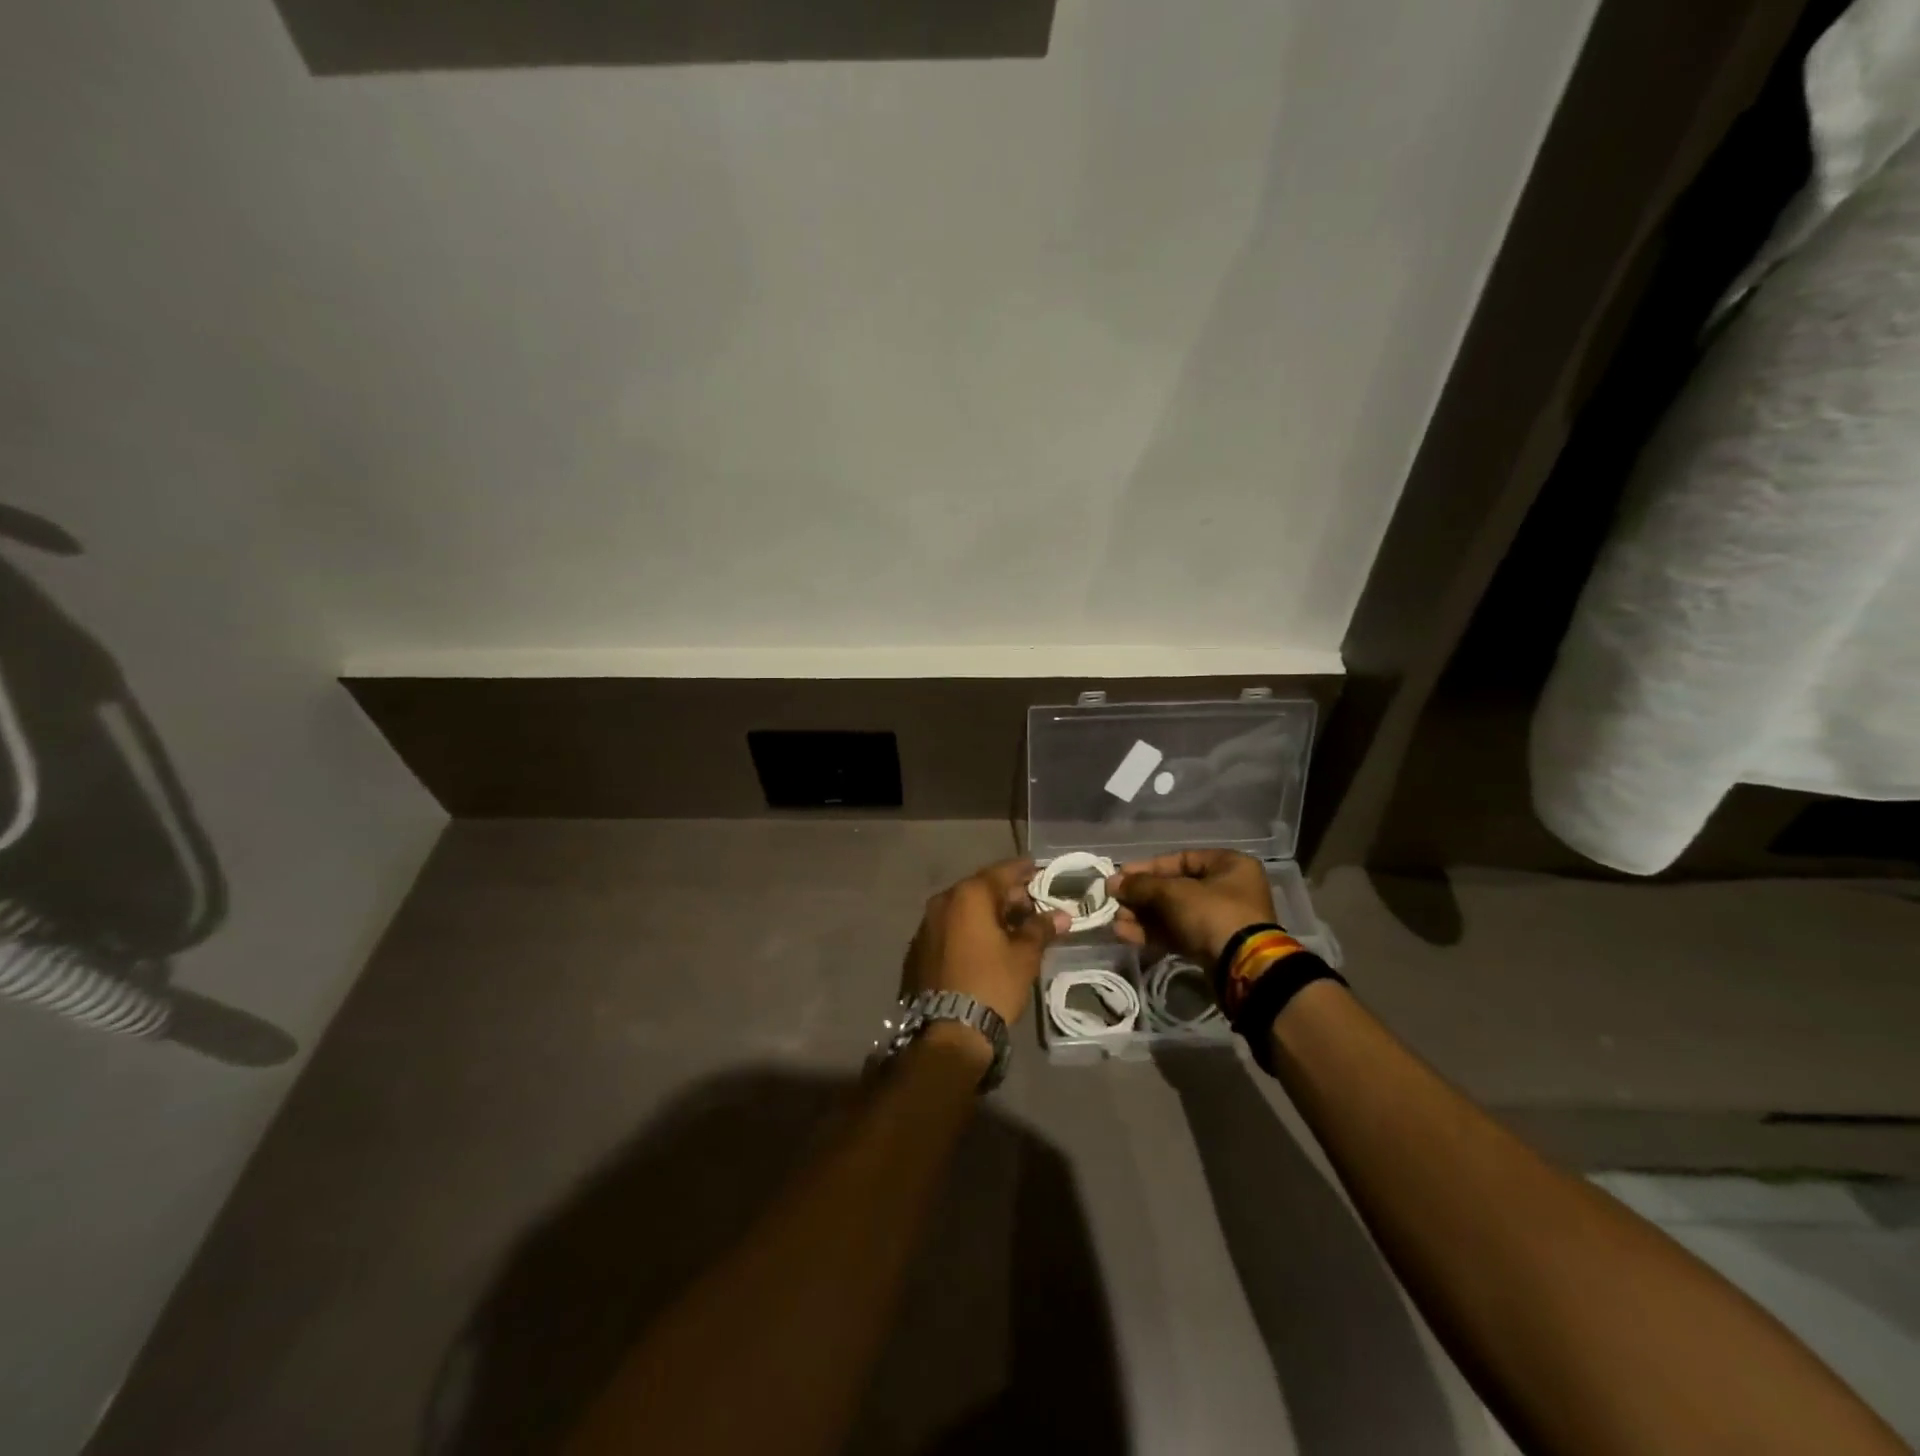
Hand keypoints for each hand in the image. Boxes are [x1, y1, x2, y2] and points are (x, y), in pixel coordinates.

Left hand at [903, 859, 1068, 1026]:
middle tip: (1032, 905)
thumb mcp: (1024, 956)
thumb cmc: (992, 984)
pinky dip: (969, 930)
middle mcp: (943, 901)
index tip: (1038, 869)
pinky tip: (985, 946)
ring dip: (987, 914)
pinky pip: (950, 928)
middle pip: (981, 889)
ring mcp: (926, 925)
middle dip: (1007, 896)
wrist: (947, 1030)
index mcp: (969, 895)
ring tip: (1012, 928)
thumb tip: (1061, 915)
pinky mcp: (918, 949)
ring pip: (963, 909)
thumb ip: (1040, 929)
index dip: (1023, 870)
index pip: (1002, 872)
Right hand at [1107, 849, 1277, 963]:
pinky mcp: (1211, 945)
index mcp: (1228, 865)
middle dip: (1141, 897)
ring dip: (1142, 917)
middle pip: (1173, 888)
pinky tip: (1125, 935)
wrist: (1243, 969)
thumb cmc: (1212, 915)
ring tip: (1115, 922)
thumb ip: (1141, 885)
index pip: (1180, 859)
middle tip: (1114, 902)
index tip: (1120, 877)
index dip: (1146, 868)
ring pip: (1173, 913)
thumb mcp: (1172, 893)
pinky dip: (1153, 933)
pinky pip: (1177, 933)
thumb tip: (1112, 883)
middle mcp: (1227, 888)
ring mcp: (1220, 919)